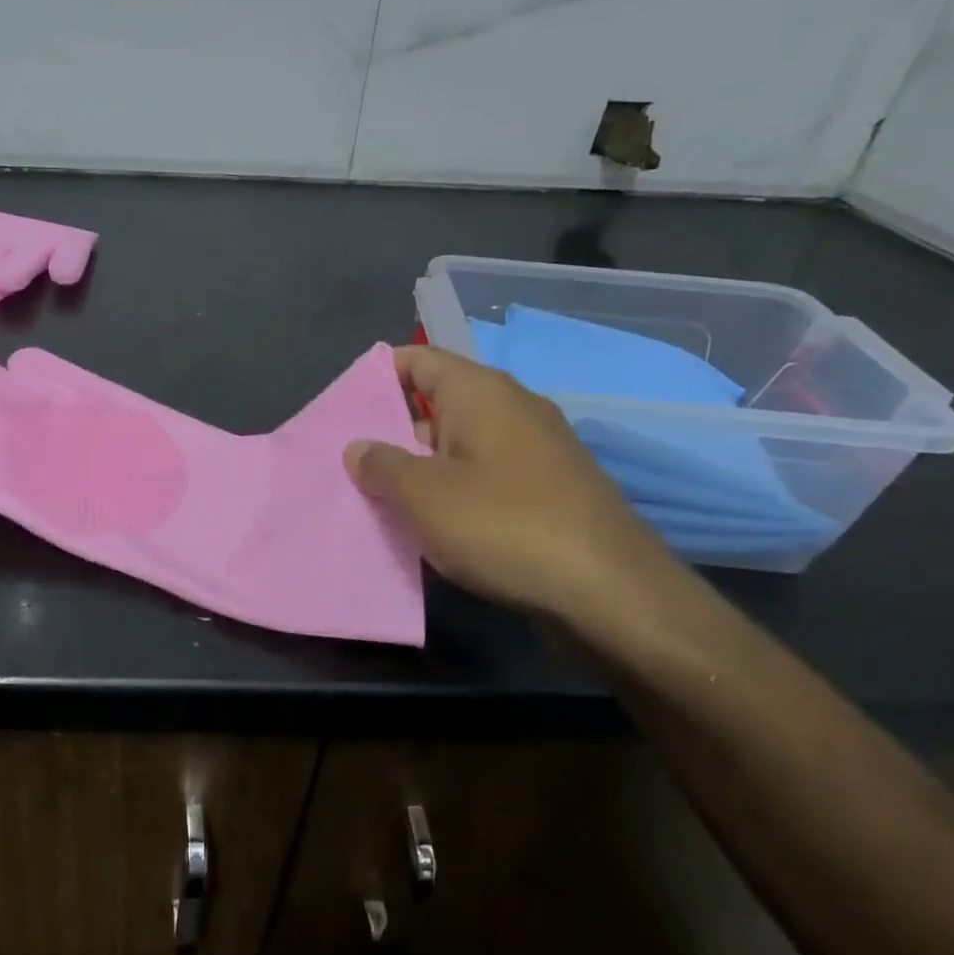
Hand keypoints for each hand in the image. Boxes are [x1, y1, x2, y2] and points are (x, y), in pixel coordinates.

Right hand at [345, 345, 688, 640]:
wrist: (611, 594)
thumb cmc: (504, 526)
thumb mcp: (423, 495)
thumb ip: (381, 465)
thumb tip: (359, 448)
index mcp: (480, 393)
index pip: (417, 360)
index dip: (376, 377)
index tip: (342, 410)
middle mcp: (512, 410)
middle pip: (435, 407)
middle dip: (391, 435)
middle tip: (350, 467)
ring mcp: (535, 452)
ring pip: (458, 449)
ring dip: (419, 473)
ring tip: (378, 504)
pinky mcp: (549, 493)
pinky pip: (485, 481)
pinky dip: (454, 497)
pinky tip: (430, 532)